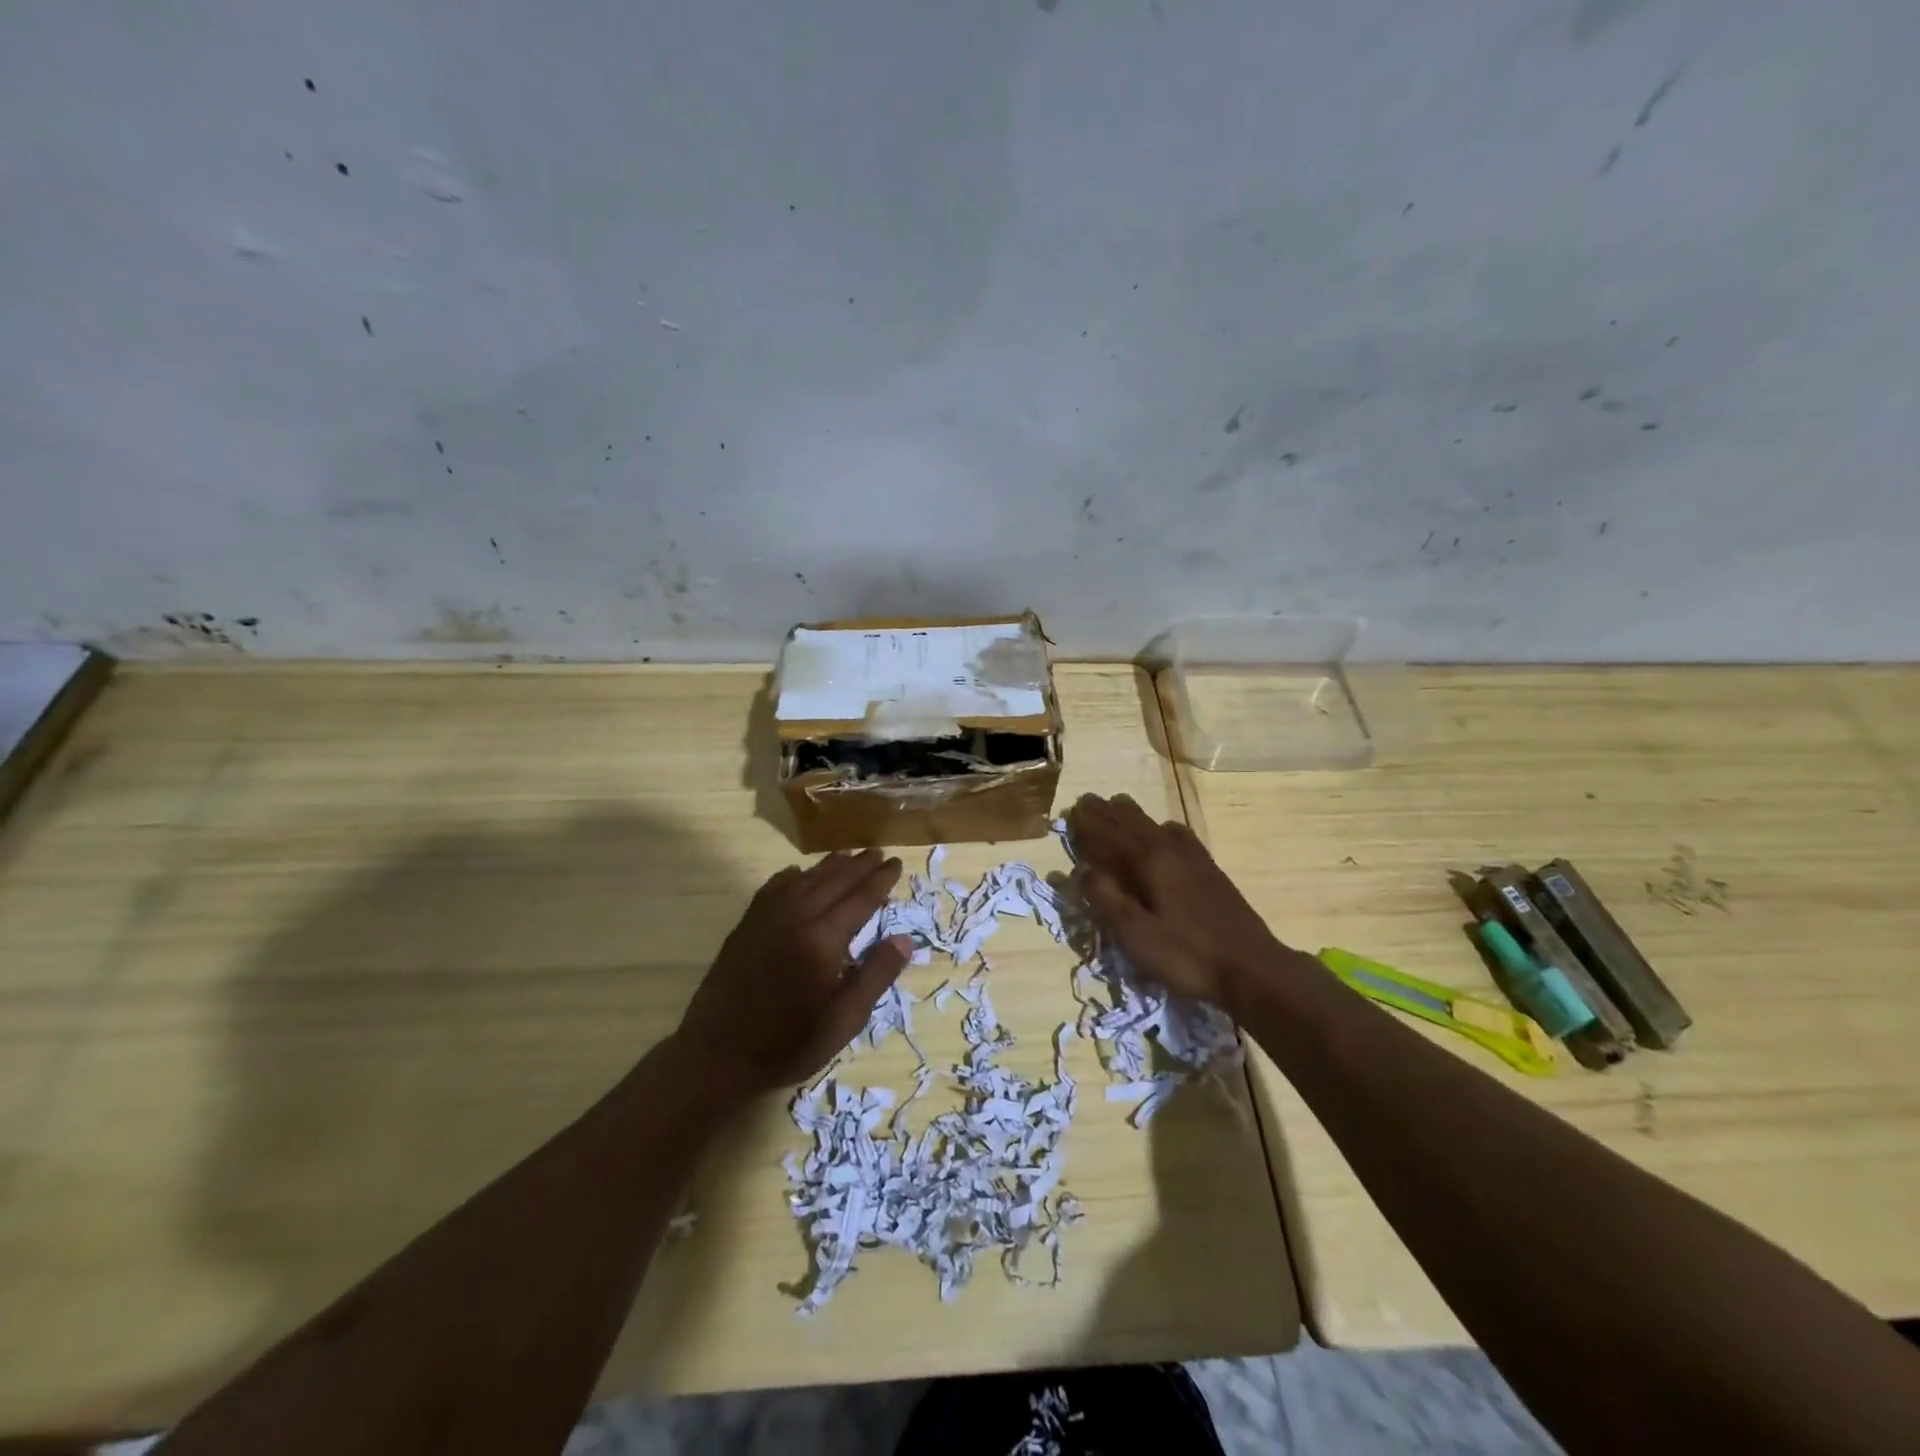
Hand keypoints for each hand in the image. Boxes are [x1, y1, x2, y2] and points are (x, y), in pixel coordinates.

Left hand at [672, 850, 913, 1099]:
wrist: (715, 1056)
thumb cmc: (787, 1045)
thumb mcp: (843, 1022)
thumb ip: (875, 976)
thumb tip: (904, 938)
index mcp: (824, 940)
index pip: (860, 899)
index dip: (880, 880)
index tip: (897, 863)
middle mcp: (796, 918)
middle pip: (834, 881)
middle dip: (859, 866)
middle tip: (879, 852)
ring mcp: (767, 918)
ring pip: (805, 880)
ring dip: (829, 866)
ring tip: (848, 856)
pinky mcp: (746, 925)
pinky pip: (773, 888)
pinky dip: (791, 876)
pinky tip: (797, 874)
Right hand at [1067, 793, 1296, 1012]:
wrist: (1252, 969)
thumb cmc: (1187, 955)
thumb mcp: (1136, 934)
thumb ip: (1106, 898)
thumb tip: (1081, 867)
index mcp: (1149, 862)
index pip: (1111, 833)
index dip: (1089, 822)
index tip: (1071, 809)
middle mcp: (1171, 850)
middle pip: (1133, 822)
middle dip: (1108, 811)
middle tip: (1087, 800)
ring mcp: (1195, 859)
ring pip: (1157, 825)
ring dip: (1133, 815)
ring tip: (1118, 806)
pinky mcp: (1211, 871)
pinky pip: (1180, 835)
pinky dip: (1162, 827)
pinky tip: (1166, 831)